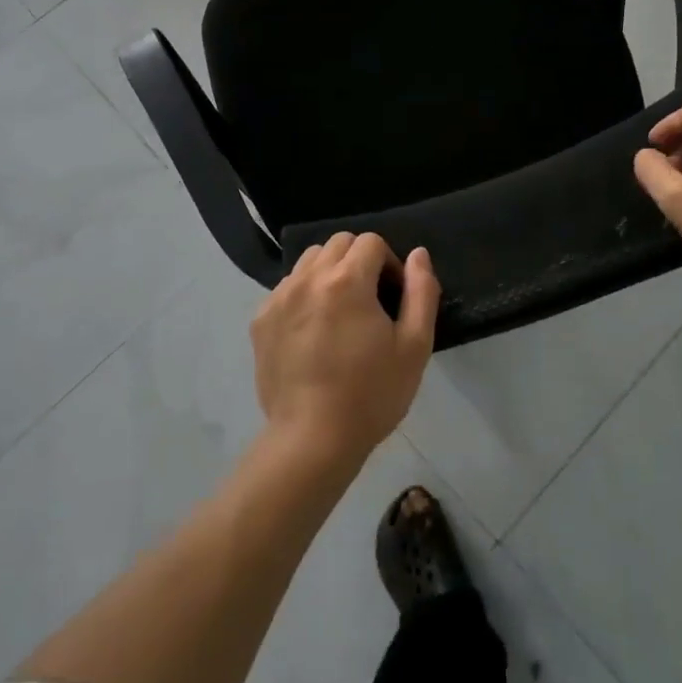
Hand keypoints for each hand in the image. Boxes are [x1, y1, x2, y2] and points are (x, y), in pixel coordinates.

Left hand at [251, 234, 439, 466]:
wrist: (312, 440)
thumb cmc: (371, 394)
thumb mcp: (414, 346)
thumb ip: (421, 292)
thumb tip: (418, 255)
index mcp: (347, 280)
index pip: (371, 242)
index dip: (389, 263)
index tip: (393, 298)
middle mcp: (308, 278)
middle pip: (338, 243)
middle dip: (359, 261)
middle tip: (369, 302)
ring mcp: (279, 297)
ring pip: (309, 261)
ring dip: (330, 273)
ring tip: (339, 312)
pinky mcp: (260, 319)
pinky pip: (287, 287)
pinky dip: (304, 294)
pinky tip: (313, 332)